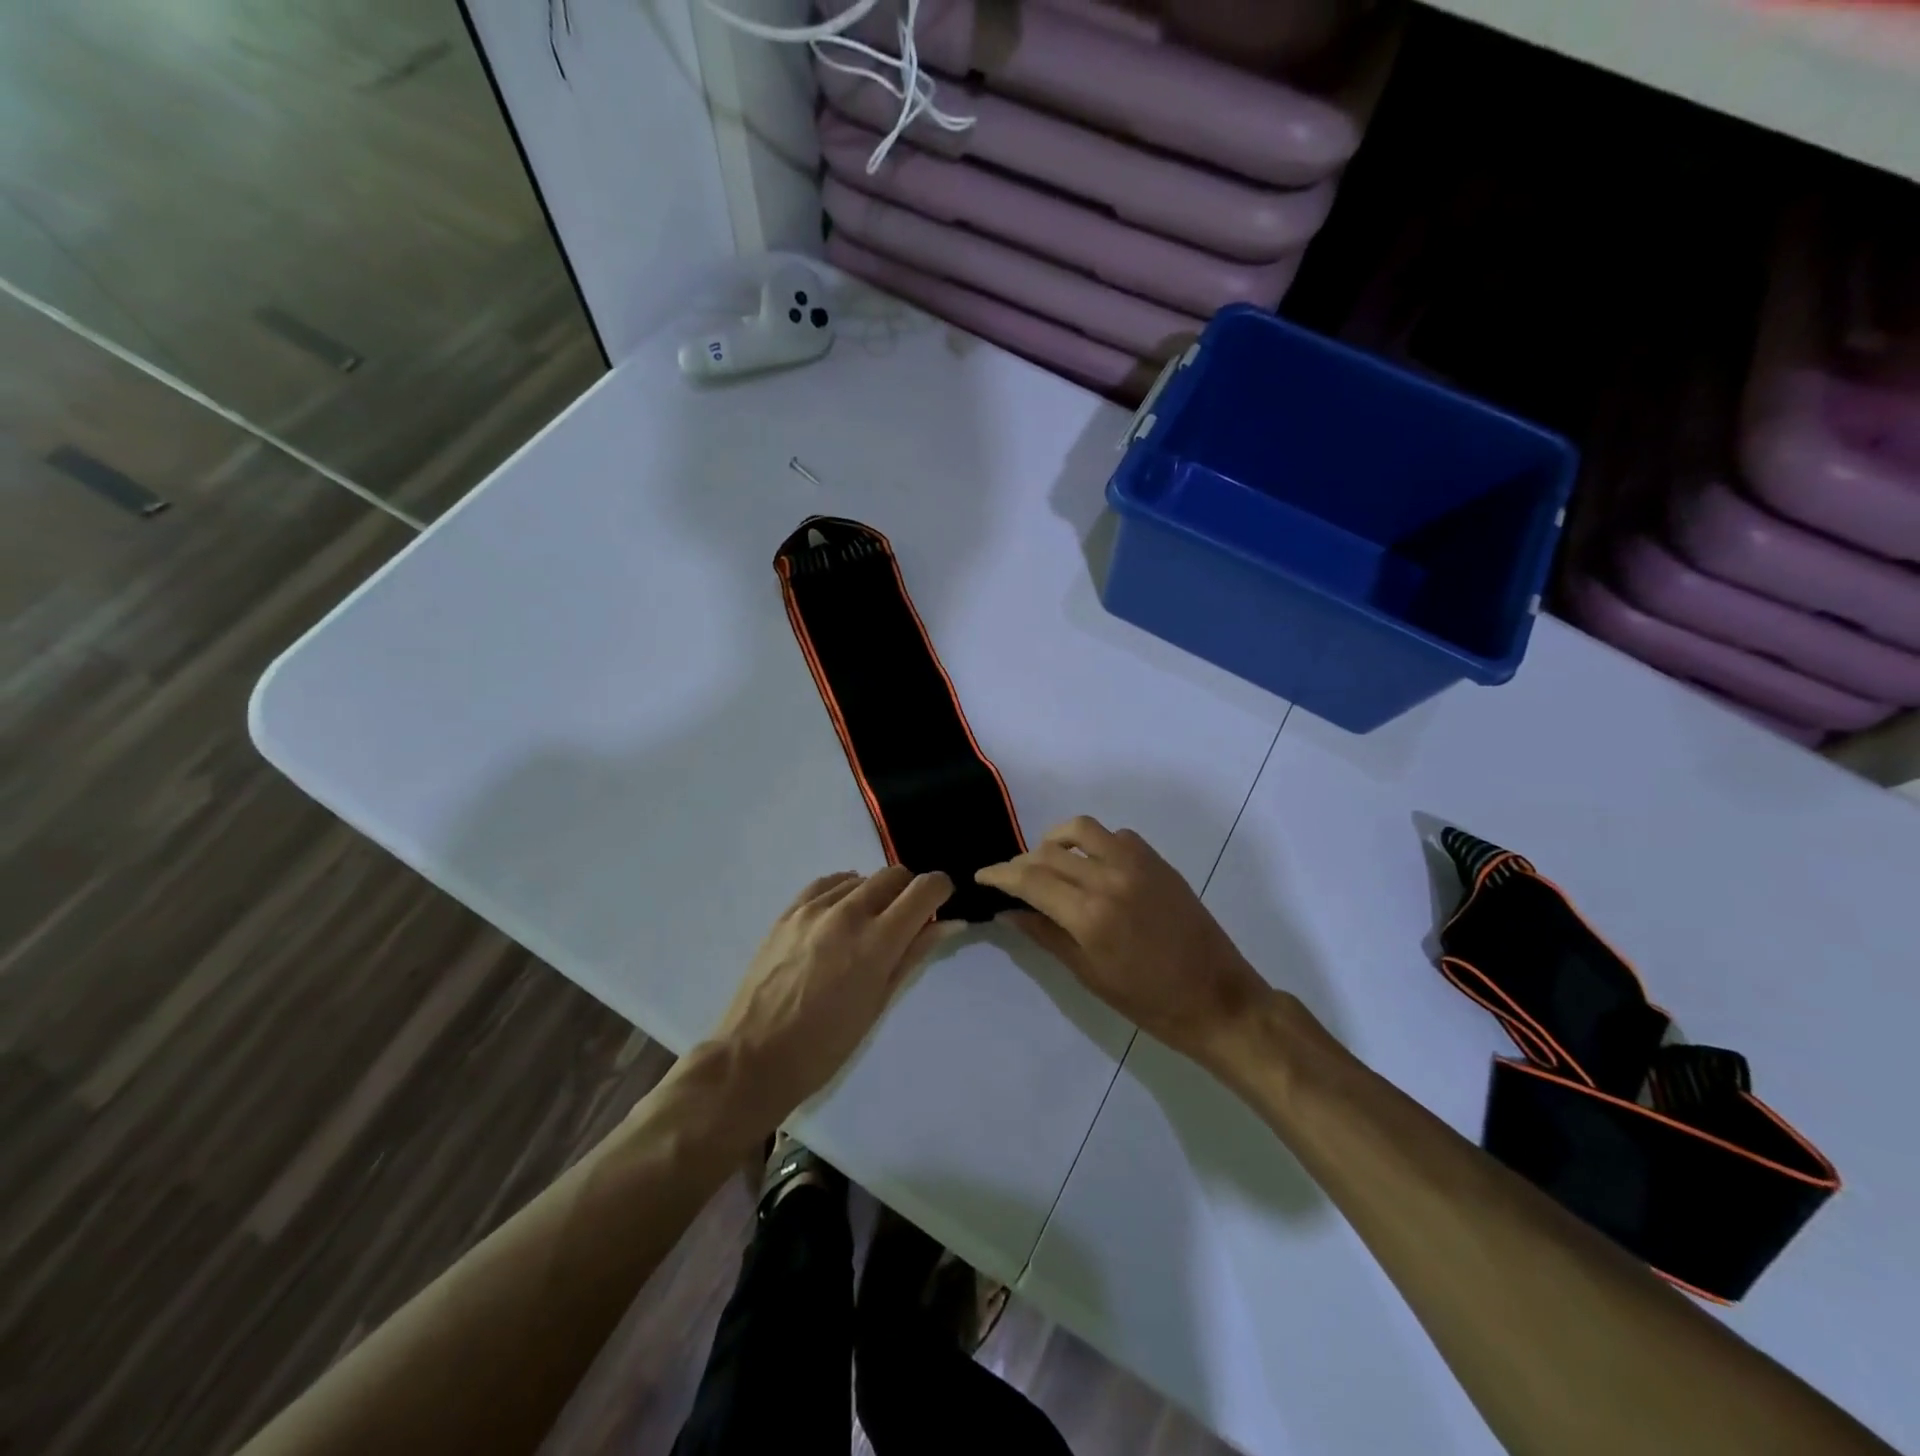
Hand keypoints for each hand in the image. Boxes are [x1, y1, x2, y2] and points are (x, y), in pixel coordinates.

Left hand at [710, 866, 954, 1124]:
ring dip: (875, 893)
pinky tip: (841, 914)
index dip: (941, 889)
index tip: (942, 902)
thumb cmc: (826, 1045)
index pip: (923, 890)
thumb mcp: (879, 1003)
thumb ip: (914, 954)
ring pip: (861, 877)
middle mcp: (848, 914)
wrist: (754, 1057)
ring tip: (867, 927)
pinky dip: (844, 891)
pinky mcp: (788, 912)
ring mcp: (813, 909)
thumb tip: (950, 923)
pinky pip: (827, 883)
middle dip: (909, 891)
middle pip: (893, 875)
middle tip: (906, 921)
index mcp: (876, 942)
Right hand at [977, 817, 1271, 1065]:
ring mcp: (1138, 864)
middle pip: (1049, 852)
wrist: (1217, 998)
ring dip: (1055, 840)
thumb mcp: (1089, 974)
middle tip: (1011, 879)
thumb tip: (1008, 910)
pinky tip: (1092, 866)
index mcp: (1090, 915)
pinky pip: (1116, 836)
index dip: (1000, 875)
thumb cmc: (1148, 1001)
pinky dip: (1094, 843)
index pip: (1030, 880)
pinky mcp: (1158, 861)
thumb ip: (1045, 935)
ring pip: (1082, 829)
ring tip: (1048, 861)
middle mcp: (1110, 878)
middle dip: (1022, 862)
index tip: (982, 876)